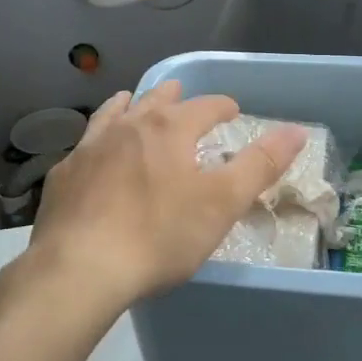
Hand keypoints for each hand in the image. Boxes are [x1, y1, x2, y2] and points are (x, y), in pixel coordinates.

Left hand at [14, 81, 306, 315]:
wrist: (81, 267)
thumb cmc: (160, 235)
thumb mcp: (222, 203)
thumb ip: (260, 165)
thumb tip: (297, 131)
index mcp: (169, 129)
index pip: (205, 106)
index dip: (223, 106)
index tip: (232, 110)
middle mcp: (128, 127)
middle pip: (155, 101)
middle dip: (173, 96)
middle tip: (180, 93)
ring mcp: (90, 148)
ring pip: (114, 114)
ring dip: (129, 105)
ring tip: (132, 100)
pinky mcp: (64, 175)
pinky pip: (85, 144)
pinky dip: (97, 138)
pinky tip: (94, 150)